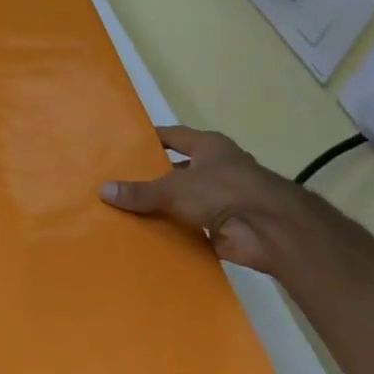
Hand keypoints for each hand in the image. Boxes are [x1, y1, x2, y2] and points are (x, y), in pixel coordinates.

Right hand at [99, 125, 322, 274]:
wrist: (271, 230)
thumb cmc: (223, 191)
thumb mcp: (174, 187)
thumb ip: (140, 191)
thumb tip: (103, 190)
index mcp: (209, 147)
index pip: (173, 137)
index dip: (150, 140)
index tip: (123, 145)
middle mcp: (216, 169)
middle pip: (177, 170)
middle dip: (151, 178)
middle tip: (117, 183)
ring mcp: (222, 199)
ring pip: (184, 201)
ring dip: (162, 208)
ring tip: (124, 211)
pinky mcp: (223, 227)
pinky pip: (191, 228)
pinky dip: (174, 232)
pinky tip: (146, 237)